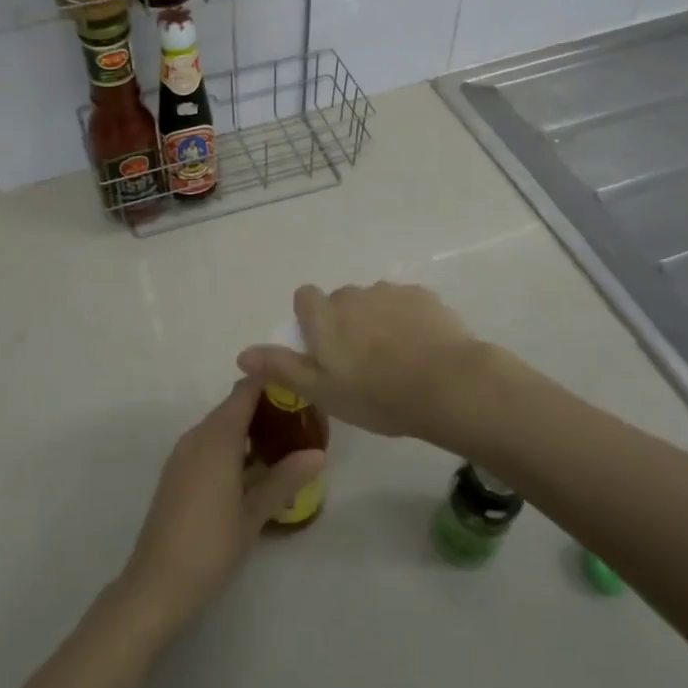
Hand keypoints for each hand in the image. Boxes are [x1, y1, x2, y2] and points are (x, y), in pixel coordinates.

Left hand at [116, 380, 323, 634]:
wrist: (156, 583)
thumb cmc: (210, 545)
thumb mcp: (254, 514)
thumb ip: (285, 478)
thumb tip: (319, 453)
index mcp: (217, 437)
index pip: (246, 390)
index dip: (271, 382)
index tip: (299, 387)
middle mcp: (197, 435)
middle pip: (233, 405)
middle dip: (265, 407)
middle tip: (299, 421)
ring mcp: (183, 453)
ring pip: (219, 425)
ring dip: (247, 427)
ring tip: (281, 444)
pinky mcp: (176, 471)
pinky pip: (207, 442)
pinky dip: (230, 444)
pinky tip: (250, 469)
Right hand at [235, 281, 494, 445]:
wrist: (446, 384)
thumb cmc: (375, 394)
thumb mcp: (320, 390)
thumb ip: (280, 367)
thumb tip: (242, 354)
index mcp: (325, 315)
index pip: (304, 297)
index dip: (309, 318)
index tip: (322, 347)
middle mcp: (353, 294)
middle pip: (341, 301)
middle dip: (346, 323)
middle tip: (361, 363)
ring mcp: (390, 292)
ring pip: (375, 302)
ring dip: (378, 321)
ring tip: (396, 360)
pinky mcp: (423, 297)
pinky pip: (406, 305)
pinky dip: (408, 321)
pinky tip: (421, 351)